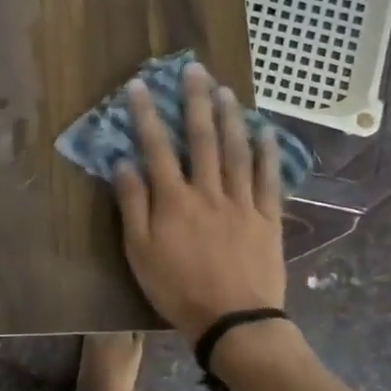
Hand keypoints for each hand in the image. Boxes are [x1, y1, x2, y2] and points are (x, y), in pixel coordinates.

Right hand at [111, 62, 285, 341]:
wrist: (234, 321)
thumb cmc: (177, 289)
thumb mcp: (139, 252)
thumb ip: (132, 205)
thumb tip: (123, 162)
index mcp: (173, 200)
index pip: (157, 147)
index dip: (146, 114)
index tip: (139, 86)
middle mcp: (208, 191)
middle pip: (201, 138)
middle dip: (195, 101)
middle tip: (193, 69)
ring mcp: (242, 202)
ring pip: (236, 150)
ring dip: (230, 117)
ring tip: (225, 88)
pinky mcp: (268, 217)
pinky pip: (268, 178)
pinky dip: (267, 152)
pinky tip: (264, 130)